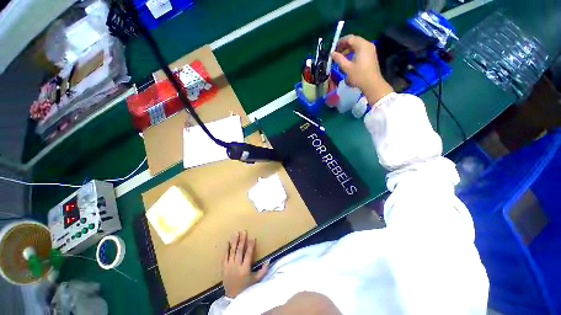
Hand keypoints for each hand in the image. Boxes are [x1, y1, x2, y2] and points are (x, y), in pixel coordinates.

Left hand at [222, 231, 268, 297]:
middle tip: (244, 231)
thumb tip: (269, 260)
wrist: (232, 296)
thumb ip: (263, 271)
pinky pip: (225, 256)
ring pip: (232, 251)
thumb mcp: (256, 280)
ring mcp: (229, 266)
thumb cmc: (246, 287)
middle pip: (239, 250)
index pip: (248, 254)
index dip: (251, 246)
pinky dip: (226, 249)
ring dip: (234, 241)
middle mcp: (236, 266)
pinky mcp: (223, 268)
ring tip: (236, 233)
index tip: (252, 238)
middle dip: (242, 240)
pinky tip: (228, 242)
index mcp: (245, 269)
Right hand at [331, 35, 393, 104]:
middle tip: (336, 52)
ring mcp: (370, 50)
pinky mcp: (371, 55)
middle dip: (344, 45)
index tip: (333, 48)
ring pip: (358, 45)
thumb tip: (332, 53)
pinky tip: (349, 60)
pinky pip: (361, 50)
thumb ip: (339, 59)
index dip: (340, 42)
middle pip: (354, 41)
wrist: (372, 83)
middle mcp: (367, 44)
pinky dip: (354, 52)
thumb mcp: (347, 67)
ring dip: (349, 49)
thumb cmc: (358, 75)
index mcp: (361, 45)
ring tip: (341, 57)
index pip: (350, 38)